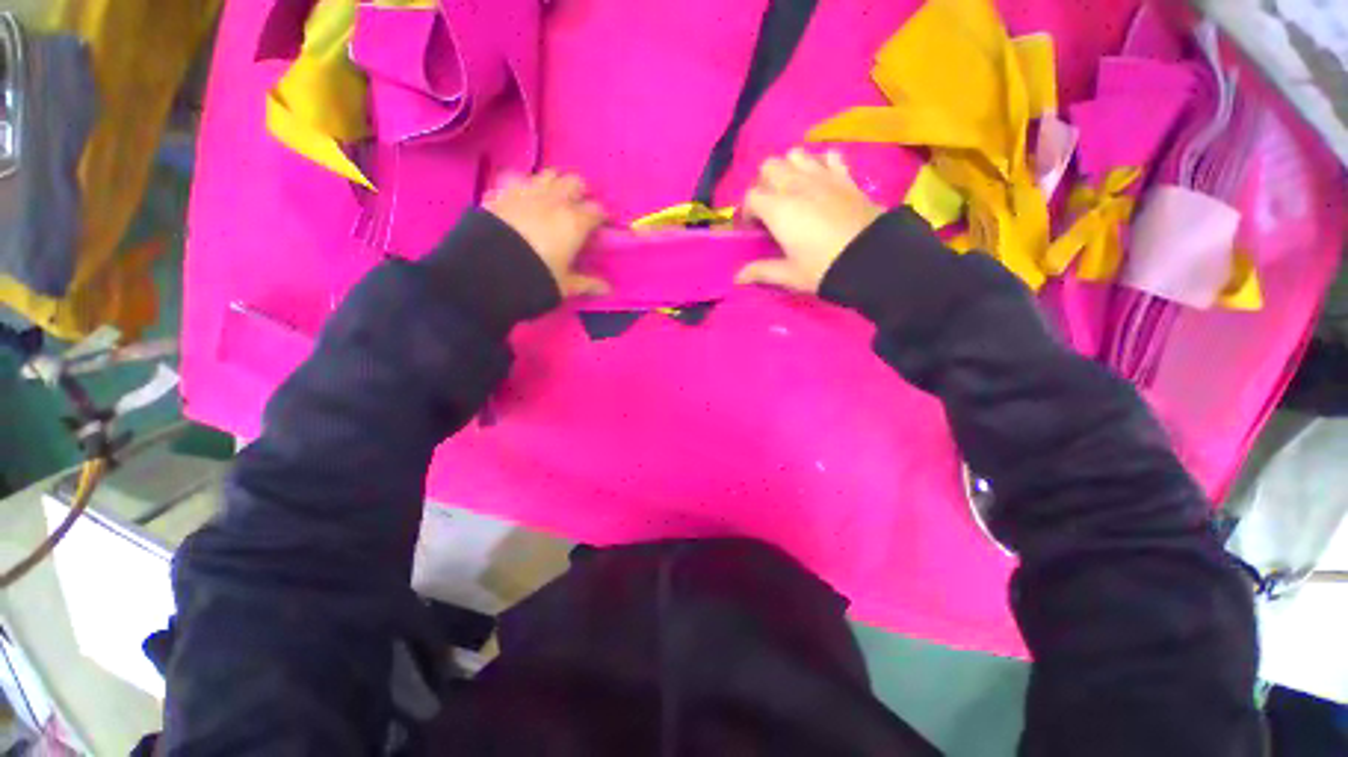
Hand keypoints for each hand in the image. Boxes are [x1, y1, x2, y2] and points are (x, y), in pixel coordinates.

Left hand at [485, 170, 609, 296]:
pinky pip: (517, 178)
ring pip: (548, 175)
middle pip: (575, 182)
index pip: (598, 211)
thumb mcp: (564, 285)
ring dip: (555, 186)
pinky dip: (524, 185)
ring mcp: (526, 192)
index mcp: (574, 221)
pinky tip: (522, 200)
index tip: (600, 230)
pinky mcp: (501, 192)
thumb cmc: (535, 279)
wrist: (486, 273)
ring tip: (552, 204)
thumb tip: (608, 289)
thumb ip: (587, 283)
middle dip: (581, 195)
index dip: (602, 219)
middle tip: (578, 213)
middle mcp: (554, 200)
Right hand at [736, 148, 882, 292]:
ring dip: (789, 168)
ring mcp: (822, 176)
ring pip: (795, 154)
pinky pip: (829, 156)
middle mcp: (796, 185)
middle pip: (769, 166)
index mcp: (778, 209)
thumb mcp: (789, 275)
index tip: (752, 229)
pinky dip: (820, 163)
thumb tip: (737, 277)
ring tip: (792, 191)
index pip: (751, 196)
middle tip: (770, 208)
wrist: (871, 259)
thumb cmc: (823, 267)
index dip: (746, 212)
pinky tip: (821, 180)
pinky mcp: (845, 176)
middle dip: (763, 184)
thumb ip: (761, 271)